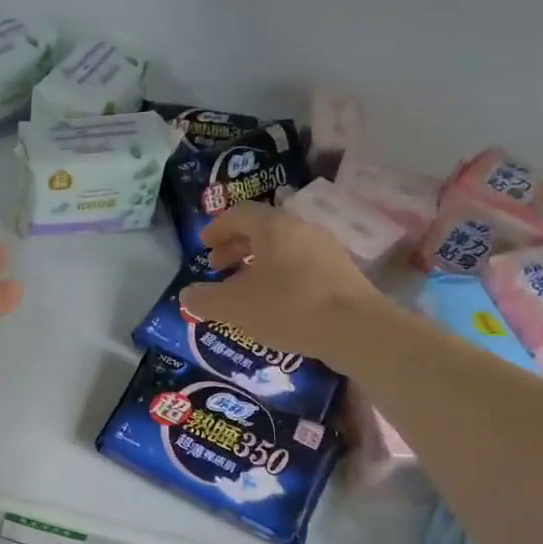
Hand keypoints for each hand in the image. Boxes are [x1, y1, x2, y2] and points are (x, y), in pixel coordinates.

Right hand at [179, 203, 381, 362]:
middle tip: (218, 267)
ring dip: (258, 262)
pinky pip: (302, 265)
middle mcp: (302, 229)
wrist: (355, 329)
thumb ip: (204, 299)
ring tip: (244, 287)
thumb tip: (187, 295)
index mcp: (274, 227)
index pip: (240, 214)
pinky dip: (280, 275)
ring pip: (284, 248)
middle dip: (236, 246)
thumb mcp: (234, 307)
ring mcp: (326, 250)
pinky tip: (275, 302)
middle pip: (263, 229)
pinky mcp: (342, 273)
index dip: (217, 228)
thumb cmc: (287, 308)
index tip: (203, 245)